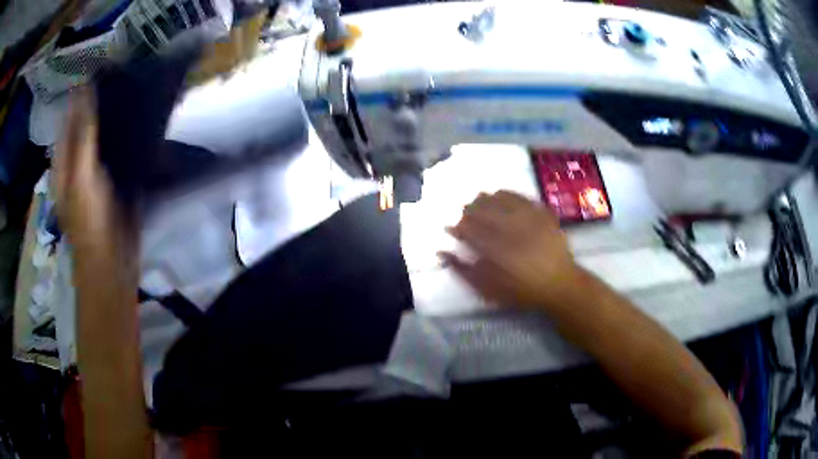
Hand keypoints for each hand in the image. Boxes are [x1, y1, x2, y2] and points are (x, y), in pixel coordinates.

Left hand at [53, 89, 137, 268]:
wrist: (112, 261)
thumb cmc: (90, 222)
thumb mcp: (81, 176)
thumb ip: (82, 133)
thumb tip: (85, 88)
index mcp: (64, 159)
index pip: (70, 116)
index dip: (81, 92)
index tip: (103, 67)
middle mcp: (77, 159)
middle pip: (86, 122)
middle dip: (101, 99)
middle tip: (123, 74)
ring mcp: (95, 169)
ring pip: (102, 133)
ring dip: (114, 113)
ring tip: (132, 87)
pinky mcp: (113, 177)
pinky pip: (116, 147)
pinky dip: (125, 132)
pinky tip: (138, 117)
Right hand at [439, 191, 579, 308]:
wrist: (559, 284)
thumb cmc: (521, 290)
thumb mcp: (488, 290)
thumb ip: (463, 271)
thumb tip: (441, 252)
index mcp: (495, 248)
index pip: (467, 229)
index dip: (457, 227)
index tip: (452, 229)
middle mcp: (509, 228)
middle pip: (481, 209)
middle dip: (468, 210)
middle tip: (464, 215)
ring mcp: (527, 217)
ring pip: (499, 198)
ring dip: (484, 199)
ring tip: (479, 203)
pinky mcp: (541, 212)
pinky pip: (519, 195)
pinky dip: (506, 193)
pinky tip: (500, 195)